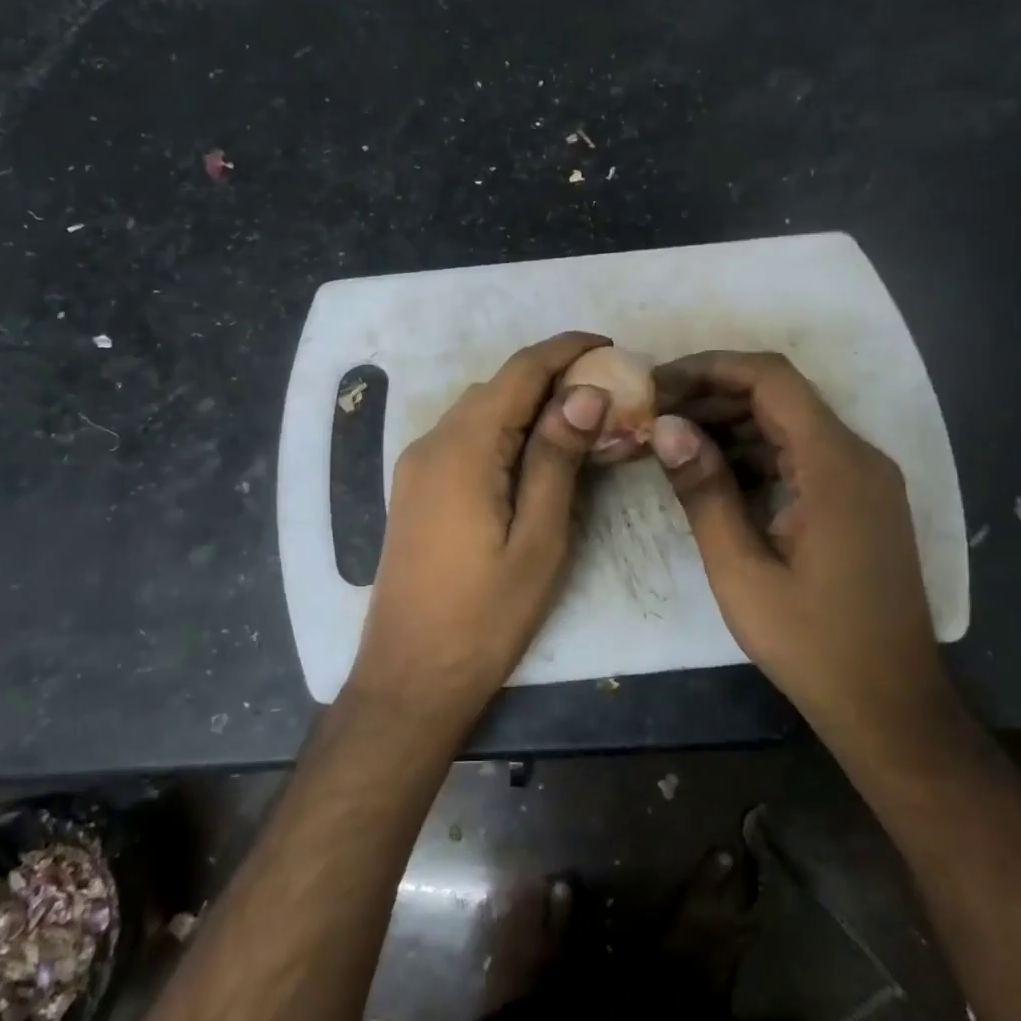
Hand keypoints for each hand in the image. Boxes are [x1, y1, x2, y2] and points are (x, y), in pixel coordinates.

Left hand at [347, 332, 611, 723]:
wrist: (411, 675)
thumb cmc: (486, 615)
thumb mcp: (539, 539)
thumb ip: (558, 459)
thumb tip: (586, 392)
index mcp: (463, 448)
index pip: (520, 372)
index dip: (566, 350)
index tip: (610, 346)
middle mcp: (432, 443)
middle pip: (497, 387)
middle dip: (551, 378)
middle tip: (607, 395)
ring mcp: (416, 466)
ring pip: (478, 411)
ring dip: (526, 405)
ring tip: (578, 424)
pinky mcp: (415, 489)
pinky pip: (463, 439)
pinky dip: (502, 431)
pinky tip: (532, 457)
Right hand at [650, 350, 950, 726]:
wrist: (889, 705)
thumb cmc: (812, 643)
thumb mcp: (741, 570)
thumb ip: (704, 491)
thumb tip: (665, 426)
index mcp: (835, 466)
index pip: (771, 379)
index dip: (709, 368)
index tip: (656, 384)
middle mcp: (858, 457)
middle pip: (780, 397)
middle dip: (712, 396)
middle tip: (653, 415)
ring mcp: (863, 480)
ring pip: (789, 425)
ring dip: (731, 426)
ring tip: (671, 442)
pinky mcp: (858, 502)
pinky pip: (801, 457)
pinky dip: (755, 455)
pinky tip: (713, 475)